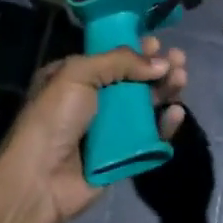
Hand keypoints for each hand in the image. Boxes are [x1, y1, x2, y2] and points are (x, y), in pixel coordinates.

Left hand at [0, 37, 187, 222]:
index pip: (111, 58)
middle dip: (157, 68)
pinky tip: (176, 113)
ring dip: (165, 90)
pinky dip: (165, 124)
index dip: (135, 49)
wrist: (39, 179)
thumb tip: (159, 61)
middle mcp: (92, 101)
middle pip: (133, 80)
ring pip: (145, 106)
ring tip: (182, 79)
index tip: (157, 42)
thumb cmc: (53, 118)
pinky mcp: (123, 156)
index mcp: (74, 77)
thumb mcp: (77, 74)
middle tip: (180, 59)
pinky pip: (150, 137)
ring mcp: (109, 130)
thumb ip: (118, 62)